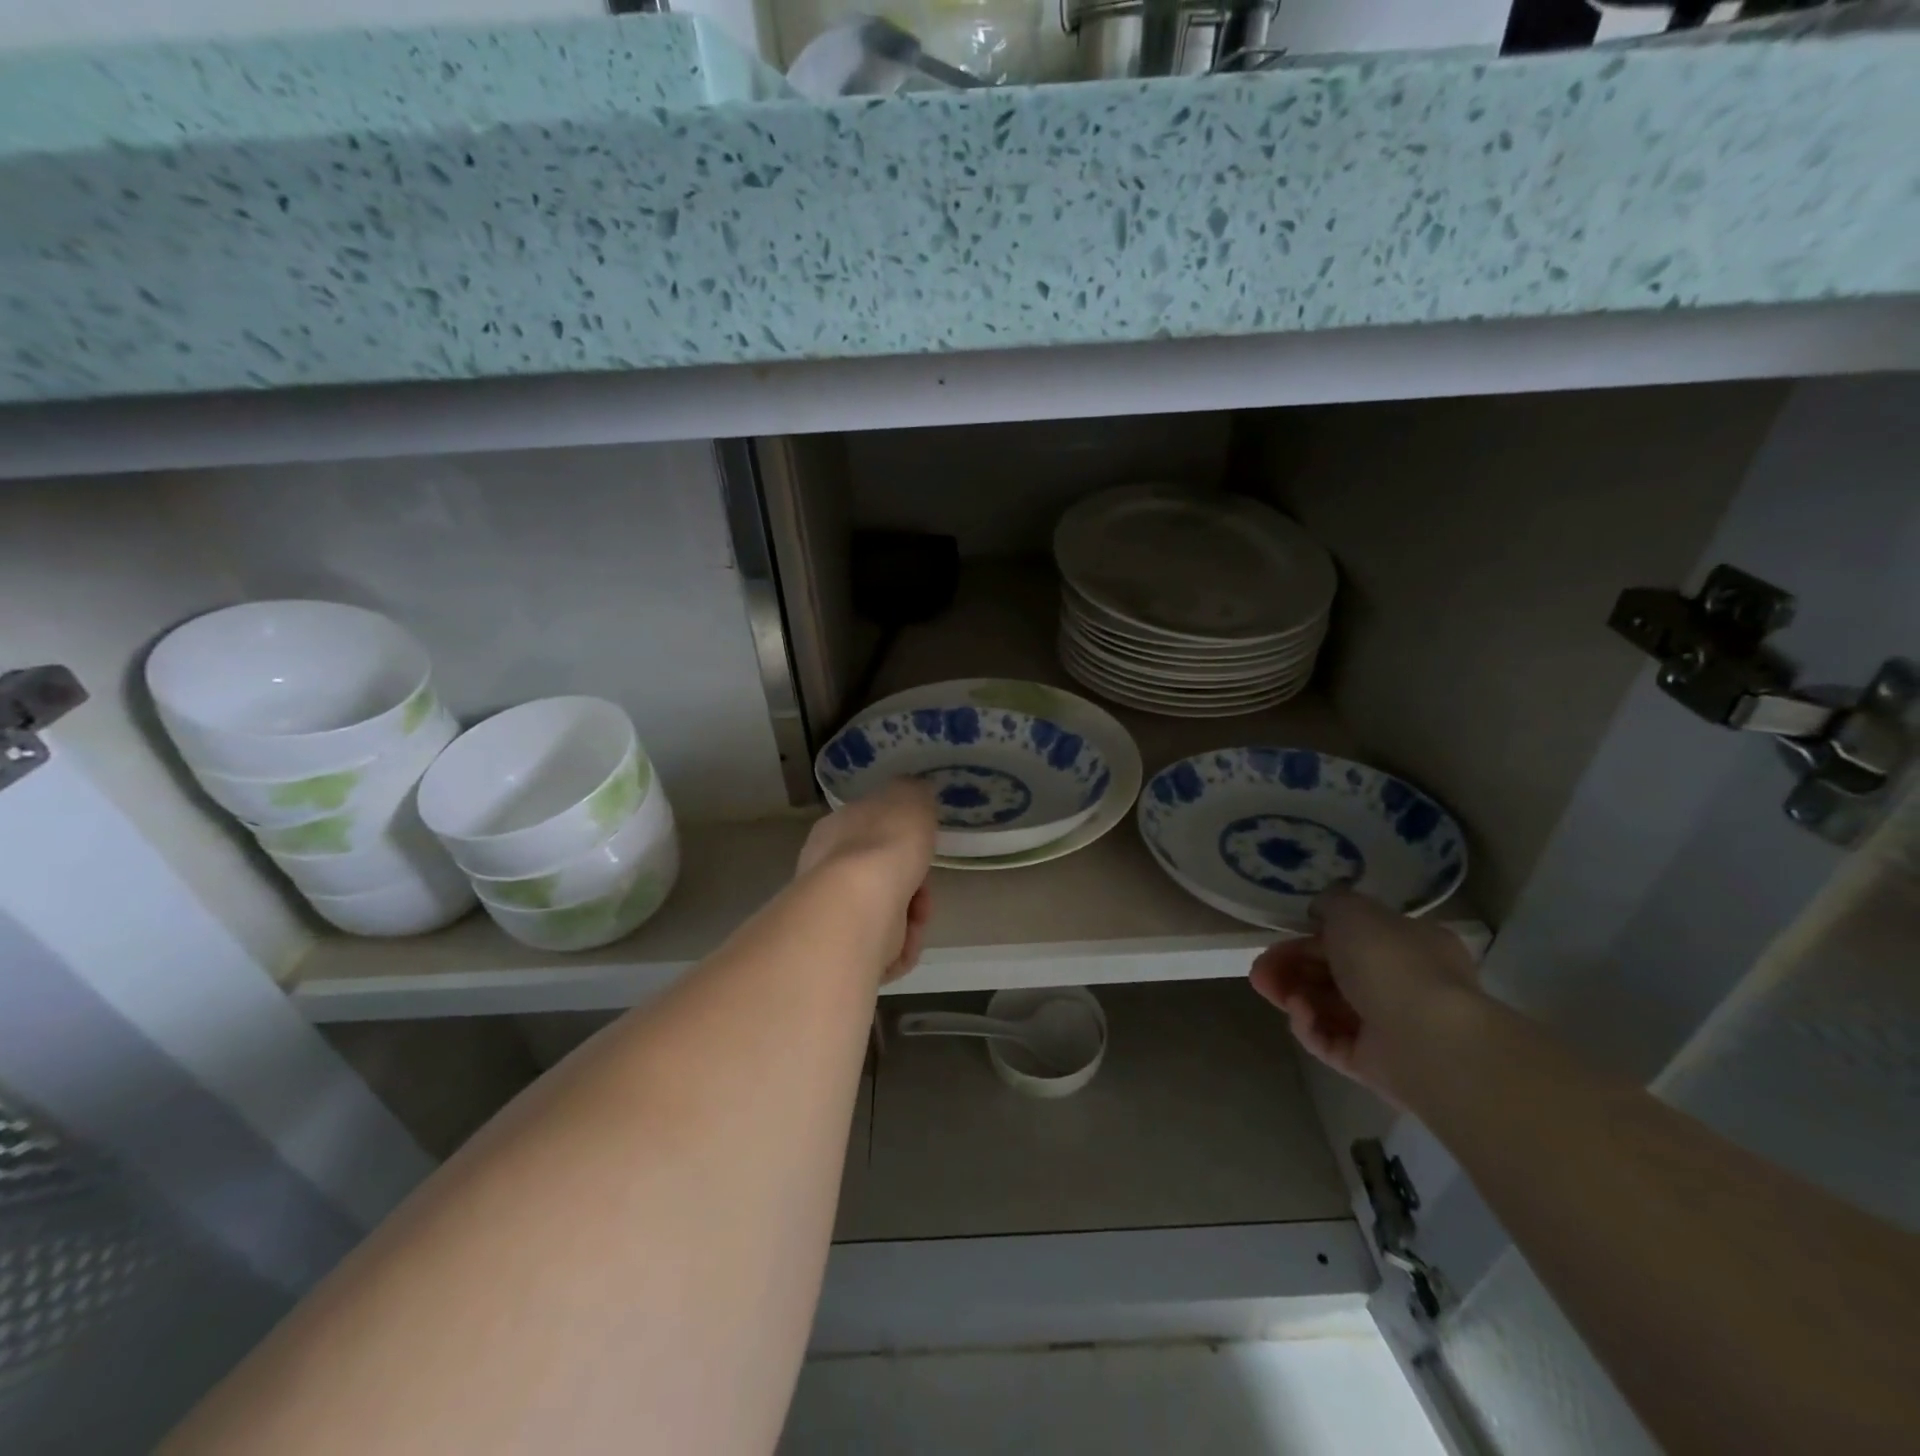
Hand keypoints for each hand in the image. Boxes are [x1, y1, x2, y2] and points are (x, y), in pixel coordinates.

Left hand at [796, 778, 937, 983]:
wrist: (856, 910)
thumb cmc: (884, 846)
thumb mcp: (909, 798)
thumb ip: (914, 794)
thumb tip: (915, 794)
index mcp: (835, 830)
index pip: (870, 832)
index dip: (902, 842)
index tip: (922, 848)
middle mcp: (825, 871)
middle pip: (881, 877)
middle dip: (912, 886)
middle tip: (924, 891)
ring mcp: (829, 914)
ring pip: (885, 916)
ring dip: (910, 920)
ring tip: (916, 921)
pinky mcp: (838, 953)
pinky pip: (880, 951)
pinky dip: (898, 950)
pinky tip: (902, 947)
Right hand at [1250, 888, 1480, 1106]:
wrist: (1430, 1040)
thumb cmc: (1392, 963)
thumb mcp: (1355, 911)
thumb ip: (1332, 903)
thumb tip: (1320, 911)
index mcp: (1409, 945)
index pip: (1352, 939)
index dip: (1310, 937)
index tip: (1279, 938)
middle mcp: (1403, 985)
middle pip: (1333, 973)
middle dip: (1291, 967)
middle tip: (1259, 969)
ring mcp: (1389, 1028)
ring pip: (1327, 1007)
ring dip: (1293, 994)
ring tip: (1267, 988)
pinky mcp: (1373, 1065)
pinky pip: (1331, 1041)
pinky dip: (1309, 1025)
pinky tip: (1299, 1013)